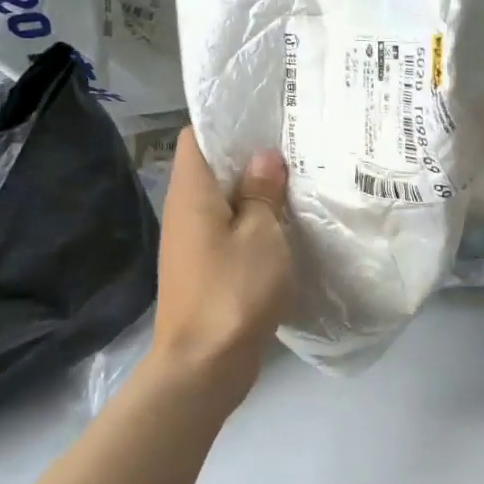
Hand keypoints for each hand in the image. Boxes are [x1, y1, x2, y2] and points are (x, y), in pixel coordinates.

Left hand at [149, 128, 292, 409]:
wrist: (203, 366)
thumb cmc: (233, 290)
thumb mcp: (261, 233)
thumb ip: (262, 191)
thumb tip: (263, 157)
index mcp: (191, 192)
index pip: (197, 136)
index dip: (228, 122)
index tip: (268, 118)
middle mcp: (185, 211)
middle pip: (213, 167)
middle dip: (251, 155)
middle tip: (296, 145)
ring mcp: (193, 242)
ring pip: (225, 200)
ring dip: (256, 191)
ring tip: (299, 179)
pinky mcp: (206, 268)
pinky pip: (230, 230)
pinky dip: (254, 222)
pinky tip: (287, 224)